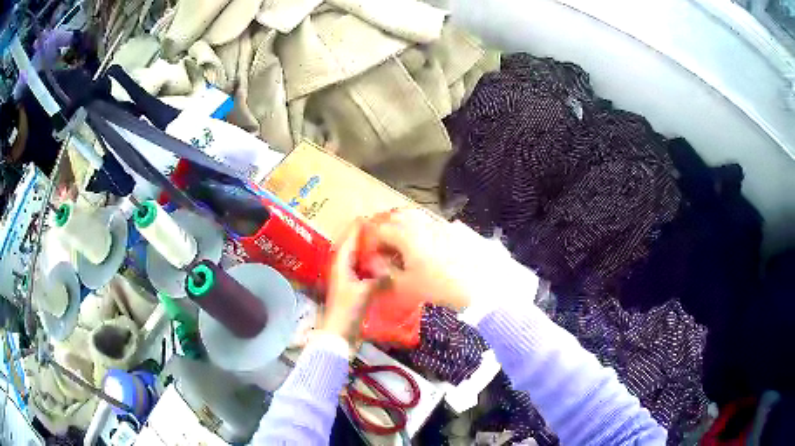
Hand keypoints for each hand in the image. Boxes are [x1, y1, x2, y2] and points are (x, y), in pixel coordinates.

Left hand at [320, 220, 380, 341]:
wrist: (338, 332)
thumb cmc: (347, 309)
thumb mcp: (364, 291)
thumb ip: (378, 279)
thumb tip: (392, 271)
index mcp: (341, 264)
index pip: (349, 240)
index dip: (357, 228)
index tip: (369, 217)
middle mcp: (342, 268)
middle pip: (353, 248)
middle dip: (364, 238)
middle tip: (380, 229)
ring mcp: (347, 279)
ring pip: (358, 260)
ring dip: (368, 252)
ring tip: (384, 244)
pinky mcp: (353, 289)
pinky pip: (363, 271)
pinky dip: (371, 266)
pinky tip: (383, 266)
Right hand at [368, 209, 503, 311]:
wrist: (481, 285)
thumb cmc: (439, 287)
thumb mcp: (407, 287)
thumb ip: (388, 273)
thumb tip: (379, 264)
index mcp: (406, 235)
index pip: (381, 230)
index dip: (373, 241)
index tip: (373, 254)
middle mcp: (423, 223)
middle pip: (399, 216)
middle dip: (388, 228)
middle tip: (387, 245)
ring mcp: (442, 223)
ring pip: (418, 216)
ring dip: (407, 225)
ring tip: (407, 243)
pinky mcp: (458, 228)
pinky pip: (435, 222)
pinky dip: (426, 228)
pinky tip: (432, 244)